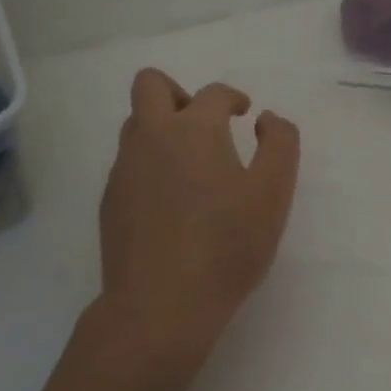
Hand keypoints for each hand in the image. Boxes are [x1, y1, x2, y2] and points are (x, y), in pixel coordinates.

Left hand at [94, 69, 300, 365]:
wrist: (161, 305)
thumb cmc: (226, 246)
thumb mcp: (273, 193)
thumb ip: (280, 145)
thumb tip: (266, 119)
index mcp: (193, 129)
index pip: (213, 93)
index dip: (233, 98)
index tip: (244, 115)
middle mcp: (151, 137)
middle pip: (150, 85)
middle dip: (178, 93)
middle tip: (204, 125)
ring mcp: (124, 168)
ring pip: (135, 125)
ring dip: (162, 129)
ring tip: (191, 167)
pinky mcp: (110, 201)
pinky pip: (129, 163)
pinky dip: (150, 166)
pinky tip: (171, 203)